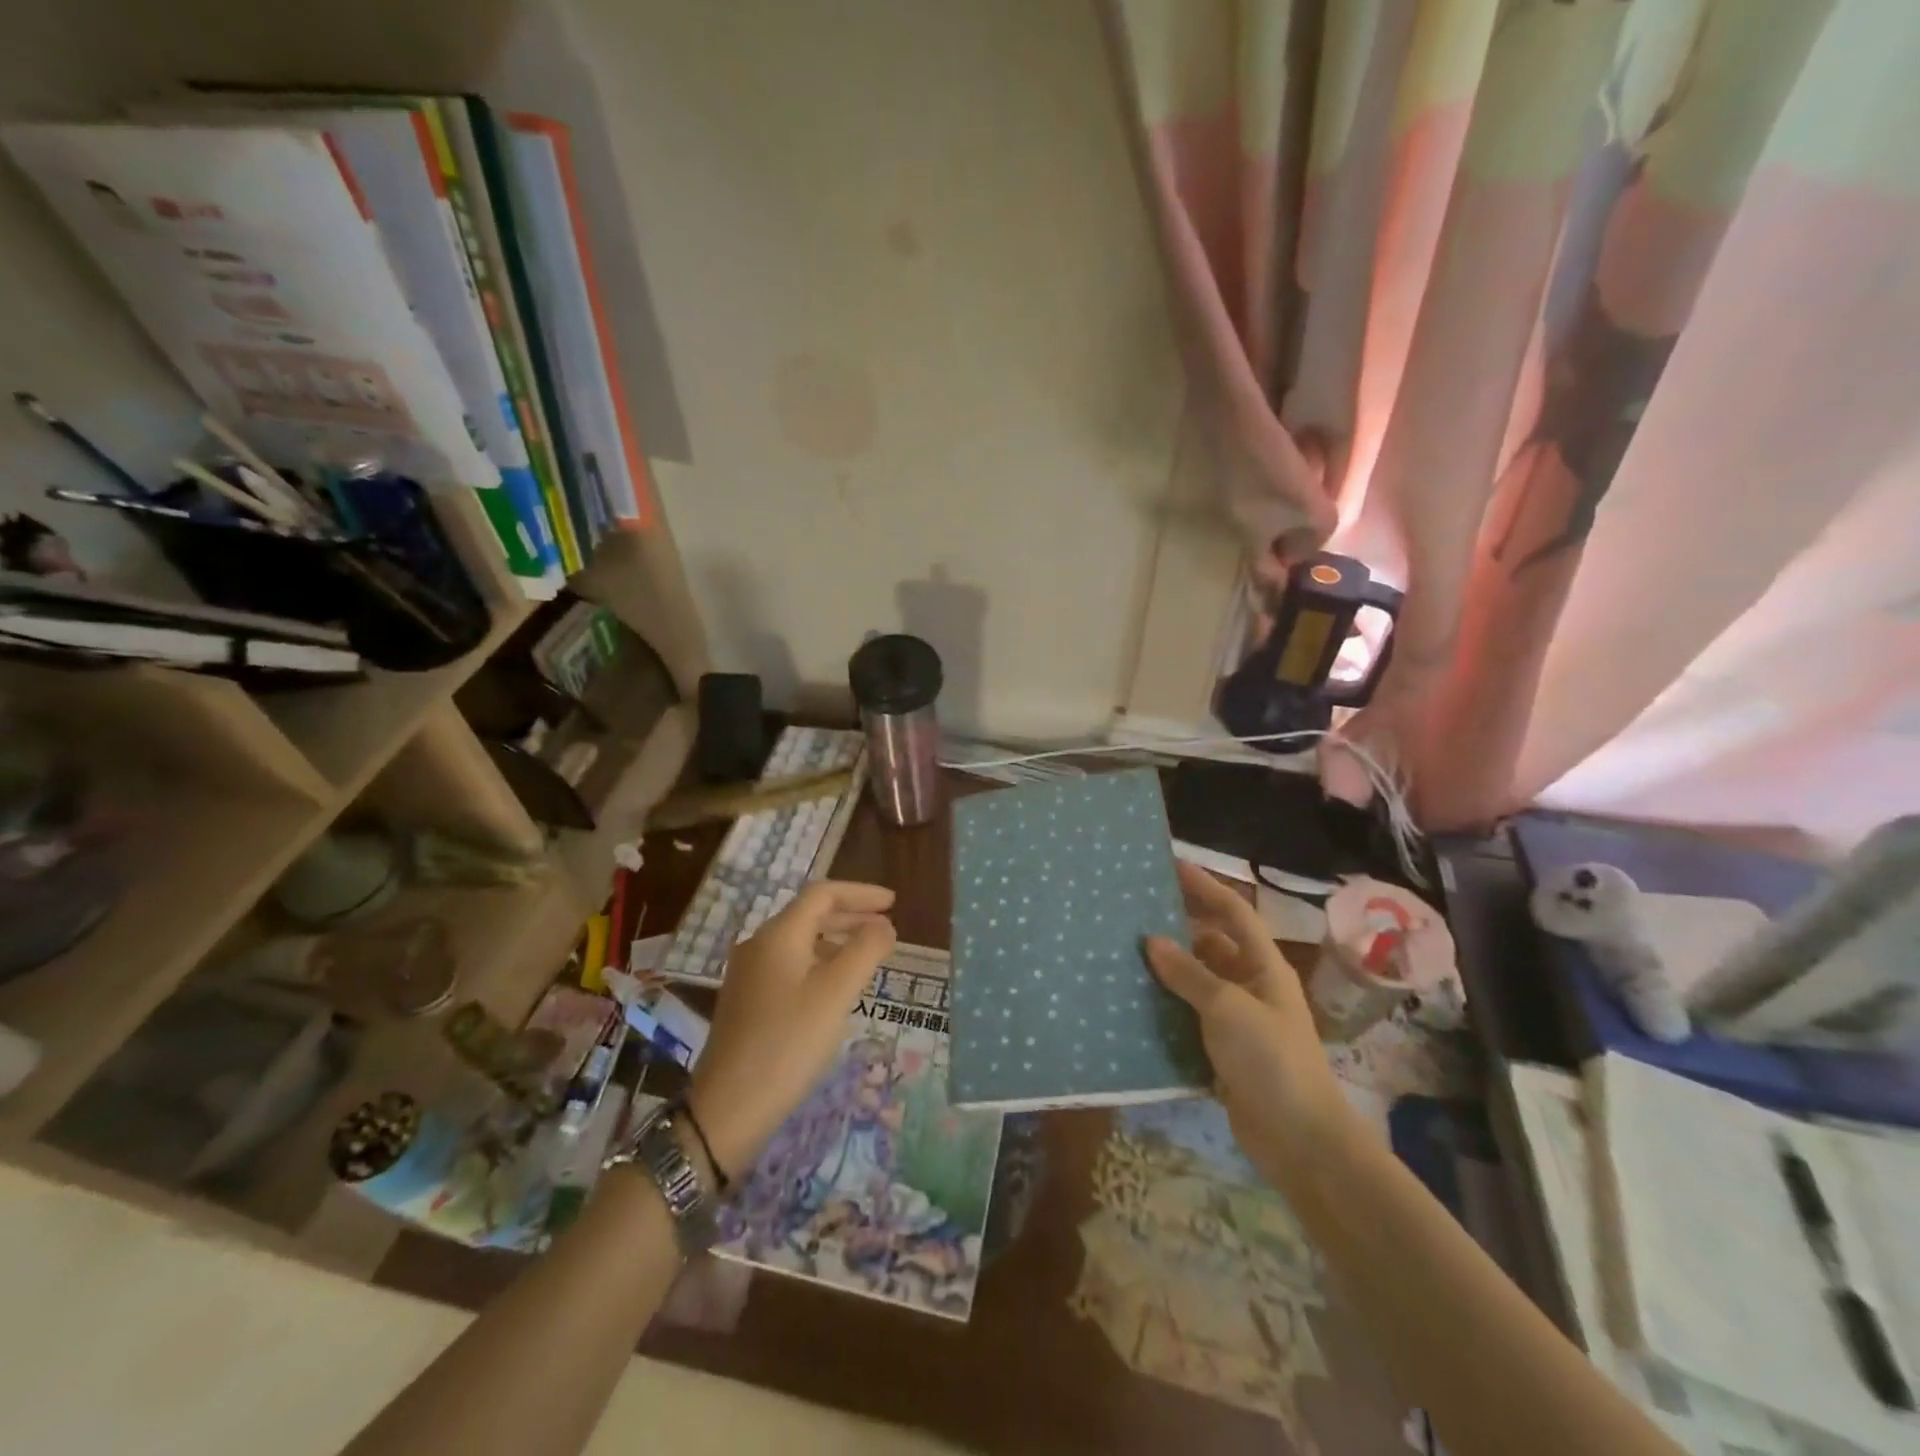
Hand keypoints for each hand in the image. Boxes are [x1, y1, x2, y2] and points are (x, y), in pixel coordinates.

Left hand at [687, 881, 895, 1181]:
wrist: (729, 1108)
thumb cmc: (789, 1042)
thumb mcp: (837, 993)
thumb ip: (865, 950)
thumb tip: (884, 925)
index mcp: (779, 935)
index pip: (823, 894)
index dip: (861, 893)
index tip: (893, 903)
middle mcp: (759, 945)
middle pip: (810, 915)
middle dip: (851, 915)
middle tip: (887, 926)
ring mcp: (749, 974)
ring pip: (800, 942)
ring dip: (837, 940)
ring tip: (869, 955)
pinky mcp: (748, 1001)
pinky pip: (791, 965)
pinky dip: (820, 963)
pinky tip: (837, 987)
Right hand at [1144, 863, 1351, 1175]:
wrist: (1300, 1139)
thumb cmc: (1270, 1059)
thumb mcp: (1227, 1007)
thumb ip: (1189, 973)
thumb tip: (1152, 940)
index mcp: (1263, 966)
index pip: (1233, 913)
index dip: (1205, 887)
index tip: (1170, 866)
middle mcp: (1251, 986)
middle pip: (1211, 945)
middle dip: (1178, 928)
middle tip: (1134, 912)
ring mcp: (1237, 1021)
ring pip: (1197, 983)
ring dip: (1167, 970)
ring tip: (1123, 954)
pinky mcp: (1222, 1052)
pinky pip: (1189, 1018)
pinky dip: (1165, 1009)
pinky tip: (1133, 1004)